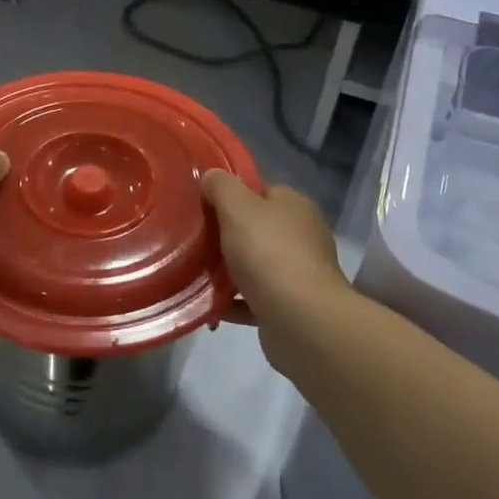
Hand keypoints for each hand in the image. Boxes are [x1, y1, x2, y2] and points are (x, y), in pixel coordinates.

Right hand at [202, 171, 350, 371]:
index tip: (205, 207)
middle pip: (257, 229)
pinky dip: (233, 302)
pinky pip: (254, 300)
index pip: (262, 192)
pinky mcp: (290, 308)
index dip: (233, 196)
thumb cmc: (269, 253)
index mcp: (295, 207)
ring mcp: (299, 274)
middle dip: (227, 236)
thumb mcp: (237, 207)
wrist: (301, 321)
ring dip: (228, 271)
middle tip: (196, 241)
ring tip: (196, 274)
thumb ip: (222, 186)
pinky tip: (210, 306)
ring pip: (255, 266)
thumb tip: (211, 177)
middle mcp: (302, 237)